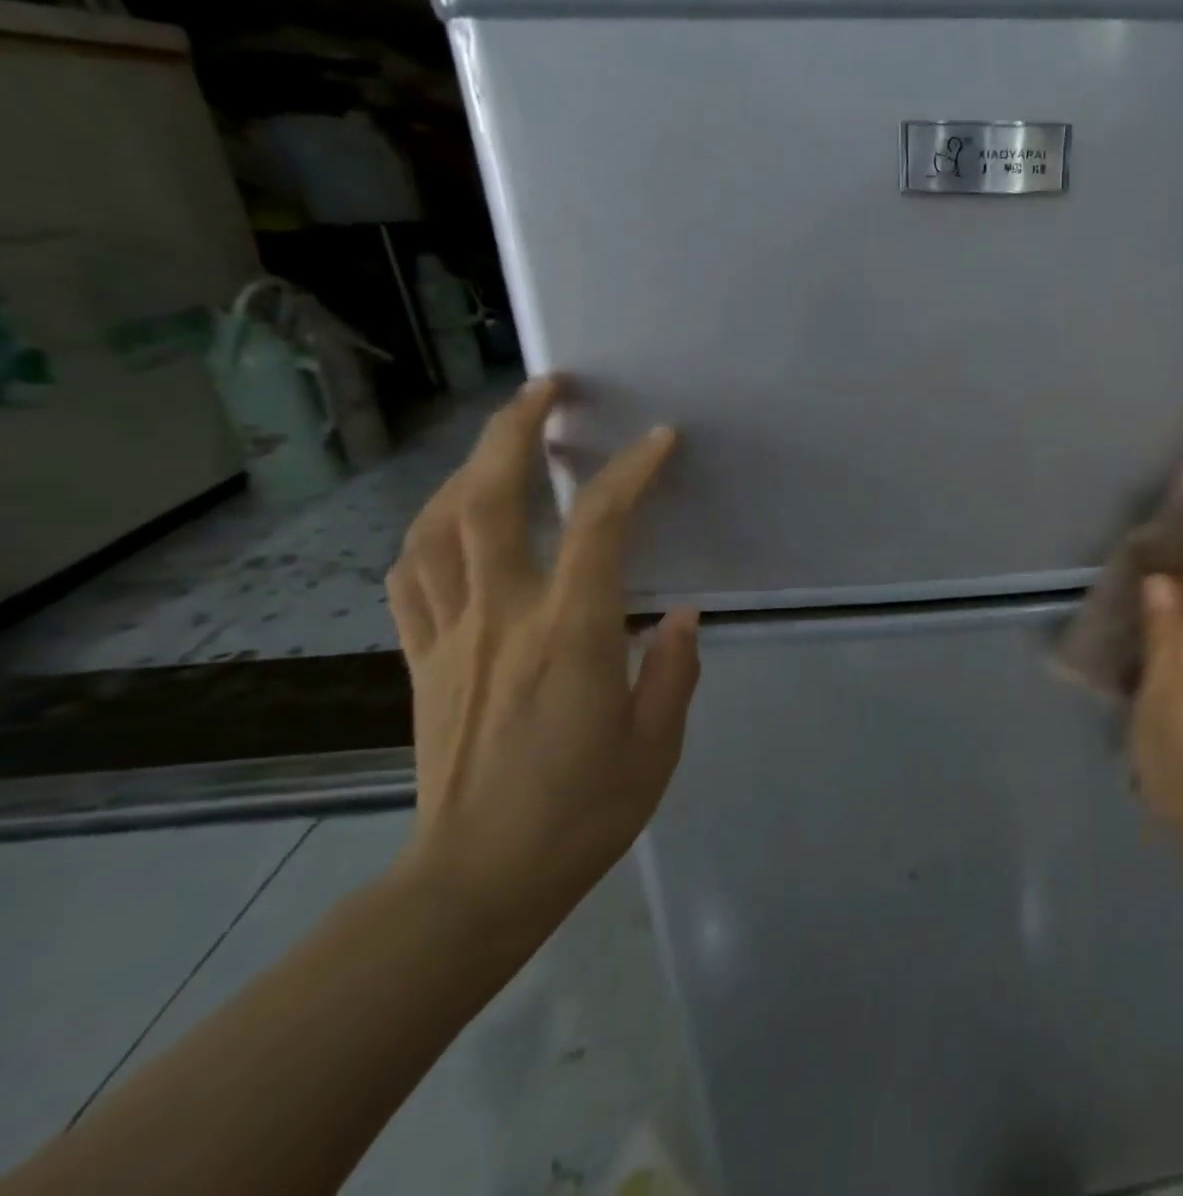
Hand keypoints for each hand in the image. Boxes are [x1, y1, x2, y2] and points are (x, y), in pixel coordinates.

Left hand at [385, 377, 700, 942]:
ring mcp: (449, 636)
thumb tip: (678, 615)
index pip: (599, 528)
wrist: (472, 885)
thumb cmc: (579, 816)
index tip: (660, 439)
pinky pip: (412, 577)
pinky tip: (449, 521)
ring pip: (437, 527)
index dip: (631, 472)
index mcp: (569, 637)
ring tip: (500, 441)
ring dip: (467, 468)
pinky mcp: (422, 661)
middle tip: (547, 388)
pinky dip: (429, 531)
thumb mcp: (655, 747)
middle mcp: (500, 619)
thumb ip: (671, 670)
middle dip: (514, 429)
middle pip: (489, 500)